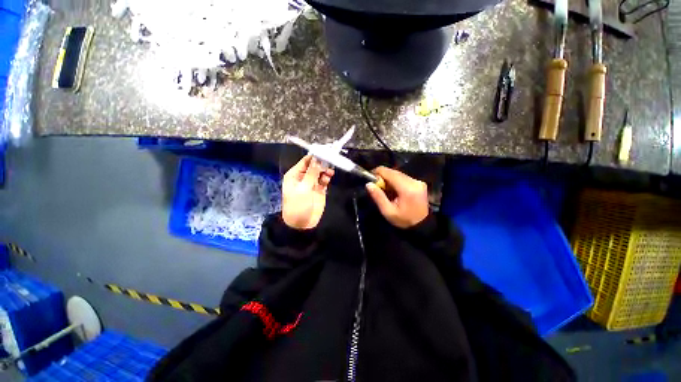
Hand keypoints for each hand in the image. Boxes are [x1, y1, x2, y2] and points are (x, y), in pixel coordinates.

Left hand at [282, 155, 333, 229]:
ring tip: (330, 172)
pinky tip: (328, 177)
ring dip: (325, 170)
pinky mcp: (319, 189)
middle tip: (329, 162)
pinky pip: (324, 179)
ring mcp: (312, 183)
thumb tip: (317, 159)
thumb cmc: (297, 205)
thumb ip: (311, 174)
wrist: (301, 223)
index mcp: (295, 175)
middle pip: (314, 165)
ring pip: (320, 172)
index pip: (305, 161)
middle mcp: (303, 177)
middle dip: (321, 163)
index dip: (314, 156)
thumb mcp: (303, 188)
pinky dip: (327, 177)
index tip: (324, 152)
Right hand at [365, 166, 428, 228]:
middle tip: (377, 187)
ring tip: (386, 190)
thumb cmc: (404, 220)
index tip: (371, 179)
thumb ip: (378, 197)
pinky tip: (394, 190)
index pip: (389, 172)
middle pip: (394, 172)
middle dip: (383, 177)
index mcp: (406, 188)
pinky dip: (396, 181)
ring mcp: (418, 181)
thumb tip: (368, 184)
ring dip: (389, 179)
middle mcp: (414, 181)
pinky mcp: (419, 183)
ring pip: (398, 174)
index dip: (378, 172)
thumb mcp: (388, 212)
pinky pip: (403, 177)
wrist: (422, 225)